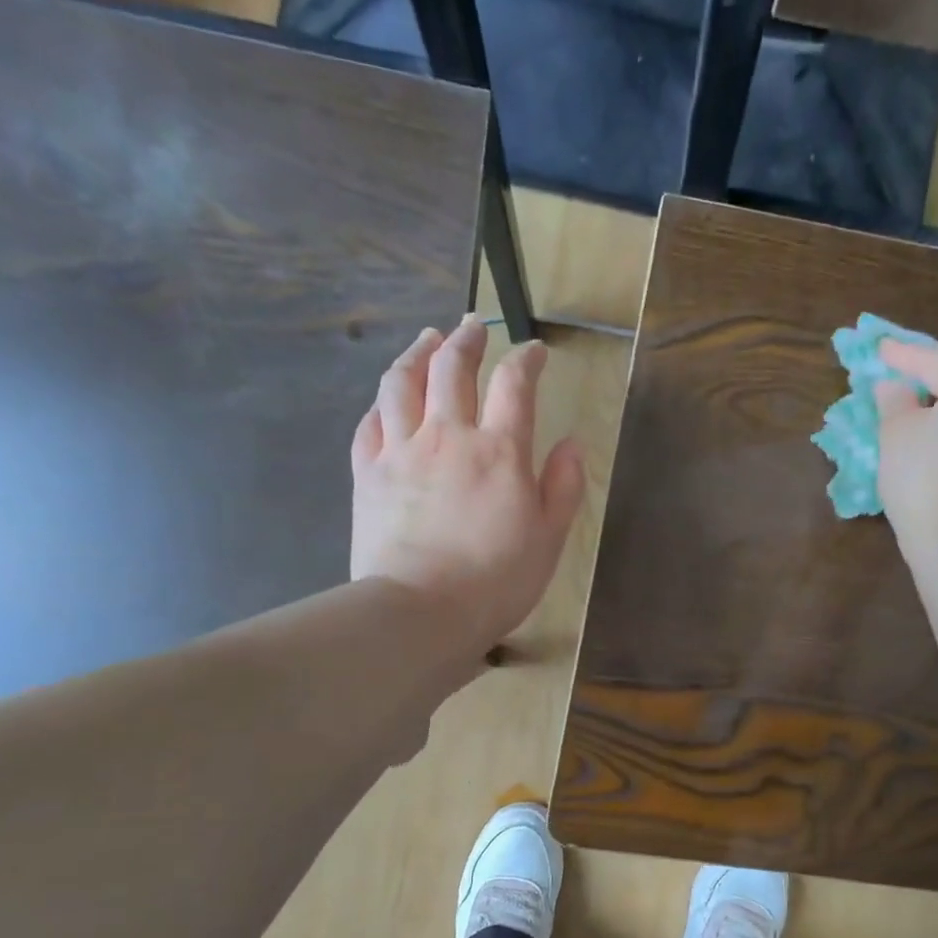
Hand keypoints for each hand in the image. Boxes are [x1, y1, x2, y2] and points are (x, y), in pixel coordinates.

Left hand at [350, 316, 584, 652]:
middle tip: (473, 326)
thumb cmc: (496, 580)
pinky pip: (369, 424)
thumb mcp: (549, 538)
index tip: (535, 351)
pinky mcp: (366, 474)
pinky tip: (386, 401)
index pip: (515, 384)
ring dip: (416, 354)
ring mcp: (400, 451)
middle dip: (466, 339)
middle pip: (451, 368)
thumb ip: (563, 486)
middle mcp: (447, 436)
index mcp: (499, 450)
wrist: (421, 612)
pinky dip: (380, 404)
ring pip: (402, 383)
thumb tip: (571, 444)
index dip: (527, 359)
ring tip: (426, 340)